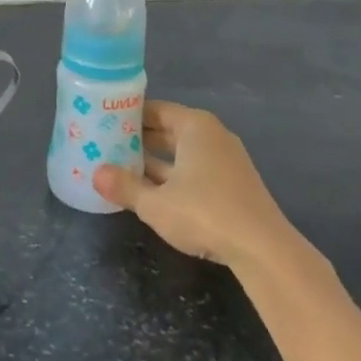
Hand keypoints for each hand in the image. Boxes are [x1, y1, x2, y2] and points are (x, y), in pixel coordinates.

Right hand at [92, 101, 301, 272]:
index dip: (127, 116)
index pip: (154, 110)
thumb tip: (96, 174)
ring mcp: (225, 161)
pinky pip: (193, 171)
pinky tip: (150, 191)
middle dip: (138, 140)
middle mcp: (212, 136)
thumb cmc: (205, 213)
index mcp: (194, 126)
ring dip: (153, 161)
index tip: (102, 123)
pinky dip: (171, 176)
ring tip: (120, 168)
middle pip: (167, 130)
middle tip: (105, 146)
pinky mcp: (232, 186)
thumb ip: (125, 187)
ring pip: (180, 153)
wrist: (264, 250)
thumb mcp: (156, 203)